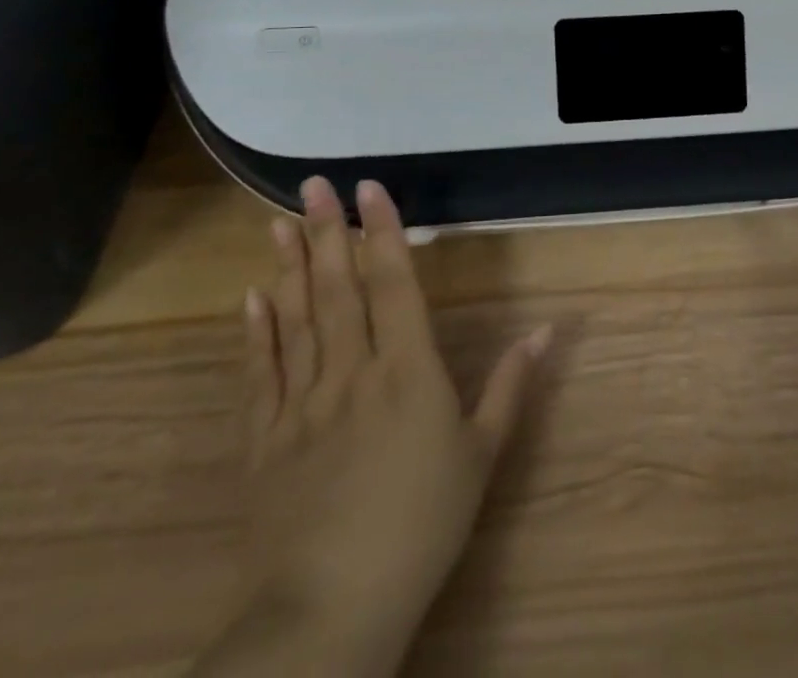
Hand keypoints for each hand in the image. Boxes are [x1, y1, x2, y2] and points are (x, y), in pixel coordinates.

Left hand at [199, 178, 550, 677]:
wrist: (329, 612)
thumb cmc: (420, 527)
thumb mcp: (481, 456)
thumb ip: (511, 386)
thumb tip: (546, 328)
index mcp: (407, 370)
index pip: (393, 282)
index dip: (381, 231)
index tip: (368, 189)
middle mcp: (351, 371)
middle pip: (338, 288)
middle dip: (325, 231)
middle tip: (312, 185)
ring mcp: (301, 403)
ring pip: (295, 319)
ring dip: (288, 267)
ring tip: (277, 222)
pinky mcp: (264, 440)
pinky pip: (259, 373)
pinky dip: (255, 332)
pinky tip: (251, 297)